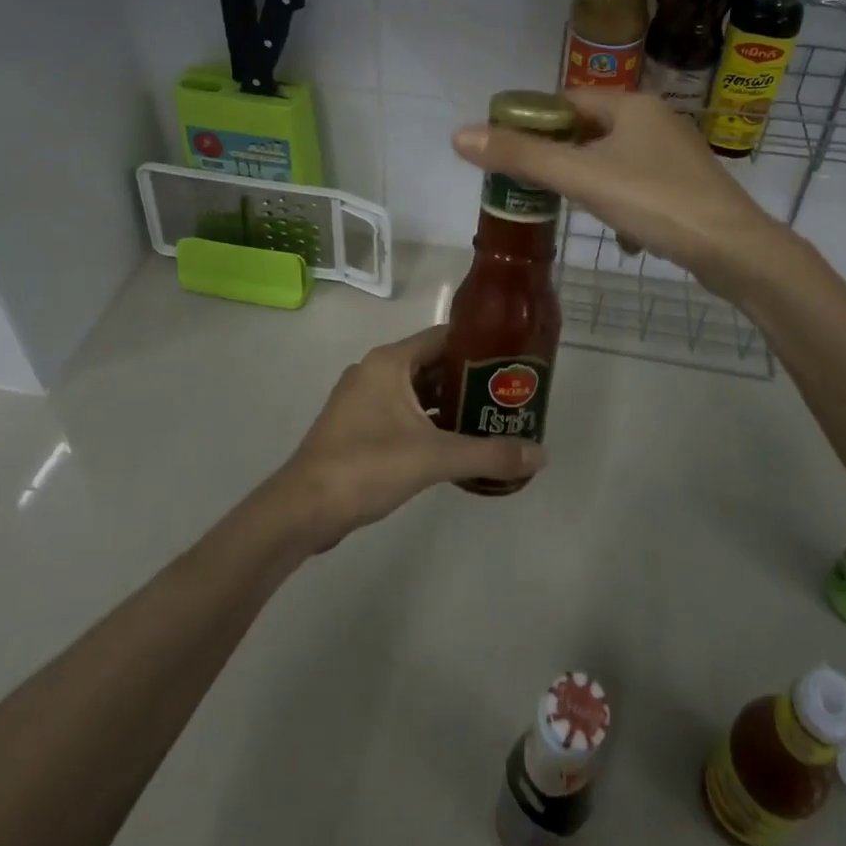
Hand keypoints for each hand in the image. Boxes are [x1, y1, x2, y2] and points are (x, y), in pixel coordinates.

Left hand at [276, 325, 543, 550]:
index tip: (510, 360)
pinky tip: (454, 444)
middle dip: (468, 379)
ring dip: (449, 404)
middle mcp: (375, 371)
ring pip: (416, 392)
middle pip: (431, 364)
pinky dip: (427, 423)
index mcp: (390, 362)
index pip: (442, 337)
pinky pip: (401, 413)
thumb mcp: (434, 457)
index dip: (478, 345)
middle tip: (506, 395)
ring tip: (489, 419)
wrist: (303, 509)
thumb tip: (541, 455)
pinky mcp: (356, 426)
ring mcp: (362, 399)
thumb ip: (489, 454)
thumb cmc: (367, 465)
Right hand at [453, 89, 781, 297]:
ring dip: (589, 185)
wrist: (736, 251)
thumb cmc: (655, 202)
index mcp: (631, 105)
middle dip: (560, 160)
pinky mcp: (687, 187)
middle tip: (533, 188)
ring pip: (612, 162)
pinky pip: (637, 186)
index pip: (566, 100)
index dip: (532, 121)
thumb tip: (459, 135)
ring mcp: (675, 155)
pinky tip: (623, 237)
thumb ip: (521, 157)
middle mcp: (655, 120)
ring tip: (573, 212)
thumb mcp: (582, 178)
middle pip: (588, 131)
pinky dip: (620, 205)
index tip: (507, 152)